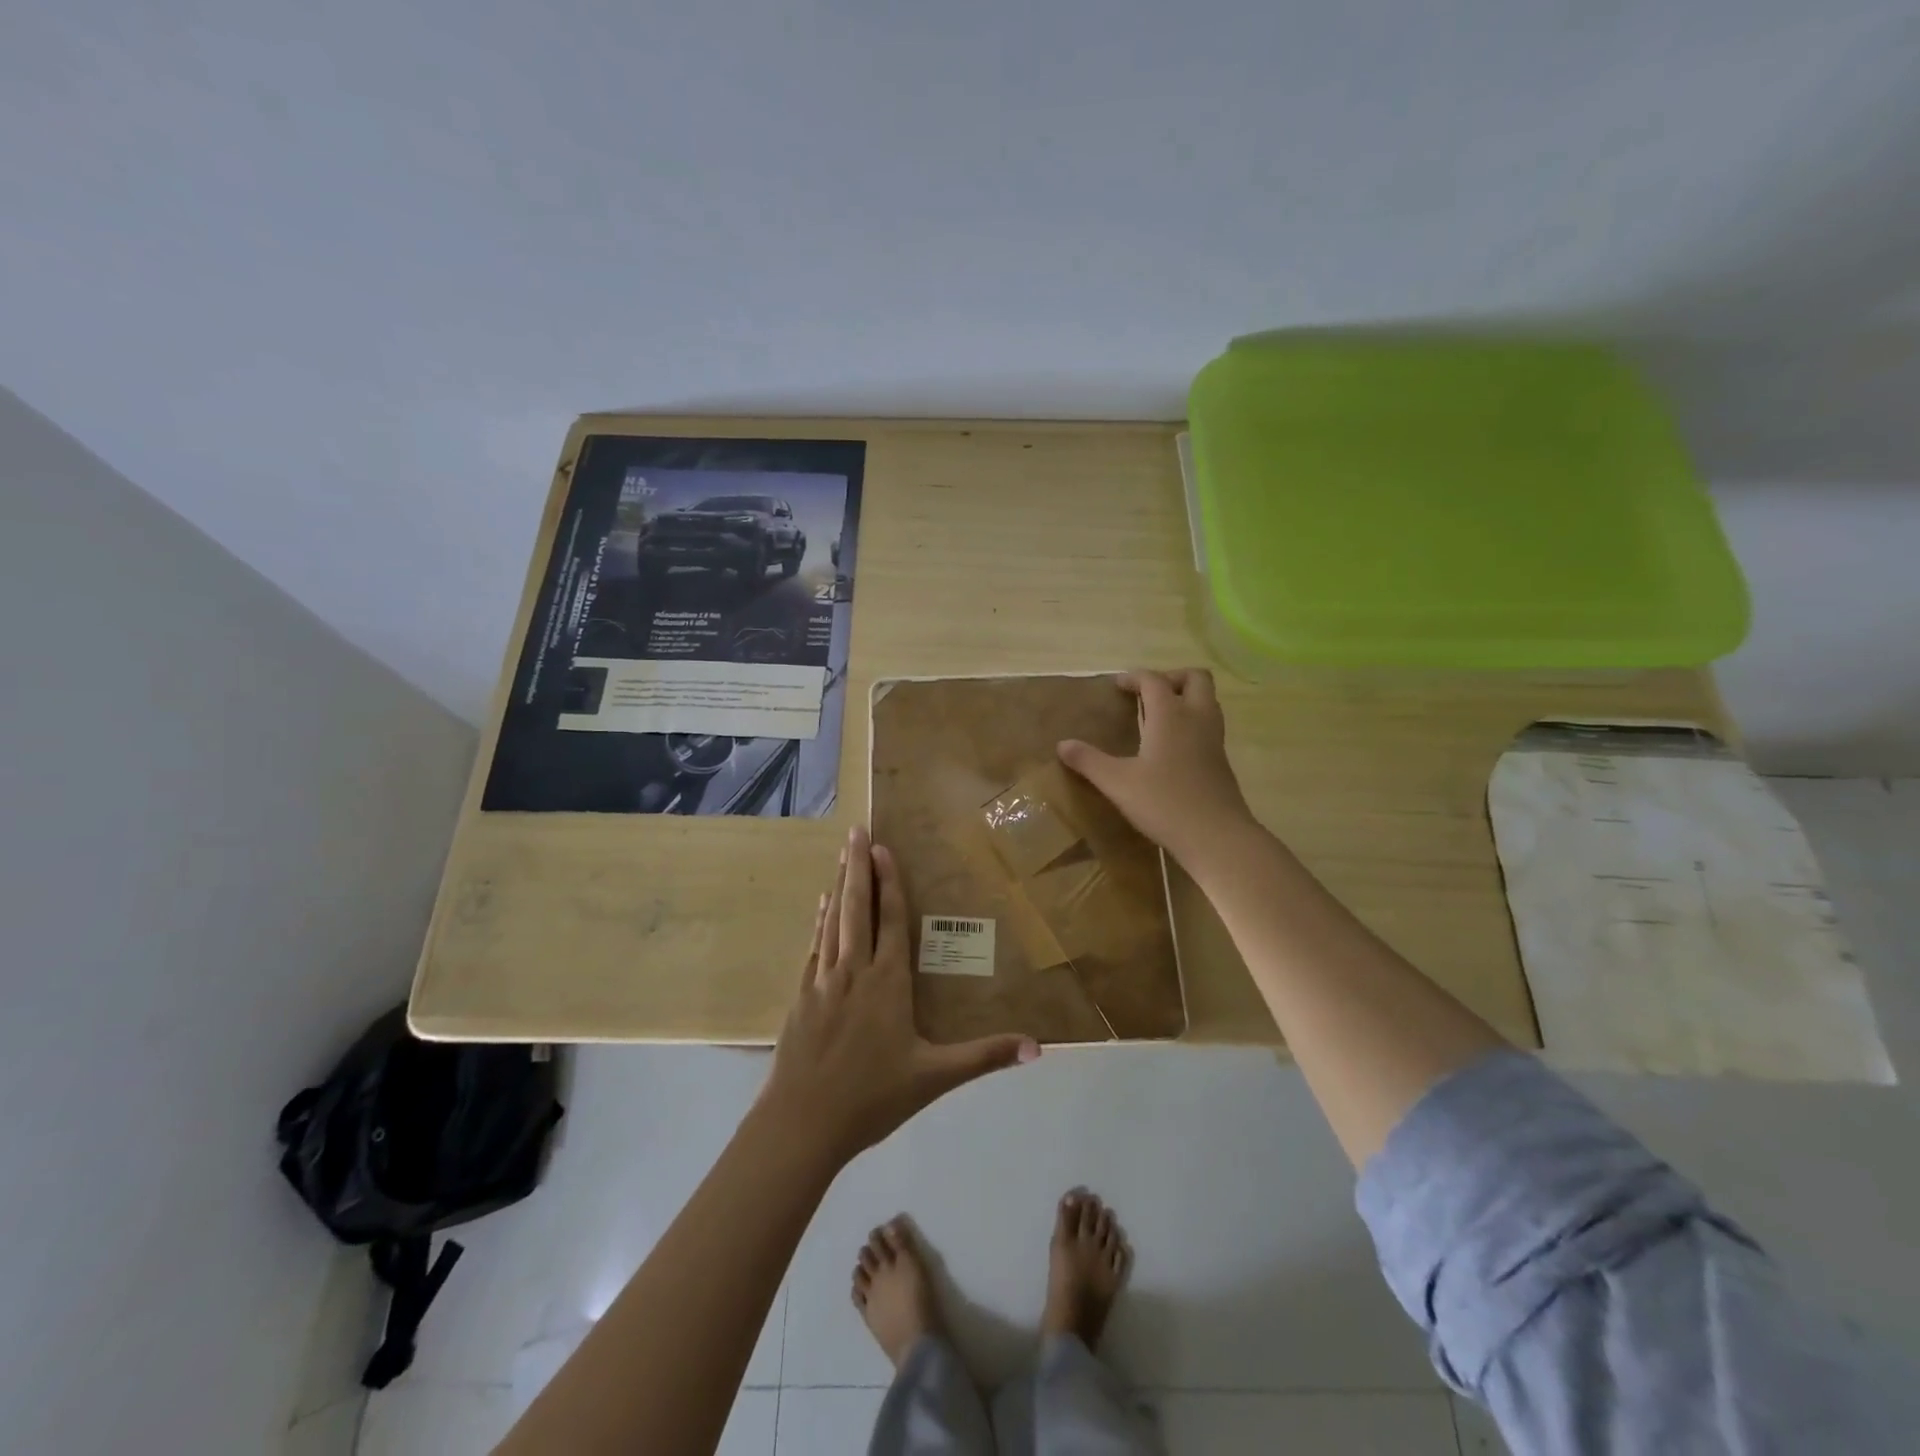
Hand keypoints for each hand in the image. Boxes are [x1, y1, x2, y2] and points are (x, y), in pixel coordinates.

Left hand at [758, 826, 1039, 1165]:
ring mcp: (822, 981)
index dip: (889, 882)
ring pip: (833, 922)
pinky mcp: (801, 996)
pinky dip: (819, 922)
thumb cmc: (872, 1097)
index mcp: (887, 982)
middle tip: (856, 830)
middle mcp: (854, 970)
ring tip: (840, 856)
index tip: (882, 848)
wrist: (801, 1122)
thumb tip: (1037, 1048)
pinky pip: (813, 946)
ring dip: (838, 886)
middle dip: (857, 866)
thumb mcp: (934, 1078)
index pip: (891, 920)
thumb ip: (984, 1057)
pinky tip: (820, 908)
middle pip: (856, 908)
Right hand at [1057, 669, 1255, 867]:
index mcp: (1170, 716)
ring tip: (1159, 717)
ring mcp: (1214, 740)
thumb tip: (1062, 745)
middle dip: (1172, 677)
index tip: (1117, 685)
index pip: (1154, 680)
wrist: (1216, 836)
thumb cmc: (1164, 803)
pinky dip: (1192, 723)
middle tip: (1148, 694)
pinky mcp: (1221, 761)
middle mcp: (1197, 719)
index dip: (1135, 677)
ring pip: (1208, 701)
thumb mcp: (1117, 783)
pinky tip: (1172, 747)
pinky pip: (1209, 725)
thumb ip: (1089, 761)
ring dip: (1186, 698)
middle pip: (1196, 678)